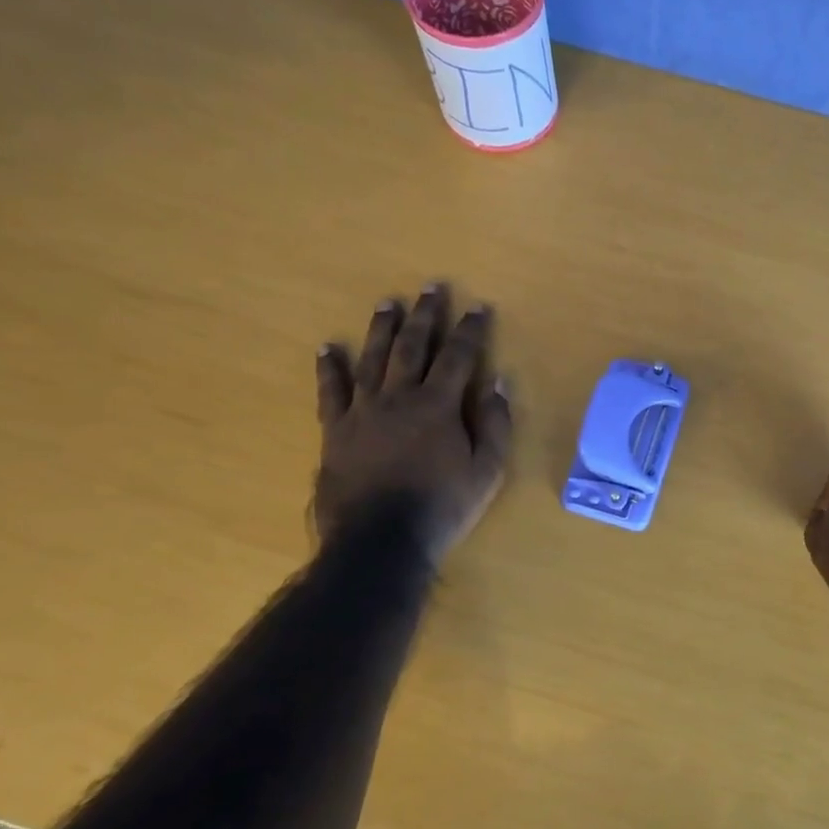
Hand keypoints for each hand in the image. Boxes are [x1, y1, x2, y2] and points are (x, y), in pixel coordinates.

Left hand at [313, 285, 511, 561]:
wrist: (379, 540)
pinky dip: (330, 367)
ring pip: (373, 359)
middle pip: (413, 347)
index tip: (478, 306)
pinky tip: (328, 347)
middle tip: (430, 287)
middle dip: (425, 315)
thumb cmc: (442, 507)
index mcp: (439, 406)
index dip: (470, 330)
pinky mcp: (336, 430)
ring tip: (388, 303)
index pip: (459, 357)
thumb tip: (500, 382)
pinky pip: (331, 391)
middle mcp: (399, 397)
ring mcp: (363, 411)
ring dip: (382, 328)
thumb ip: (495, 424)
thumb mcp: (487, 471)